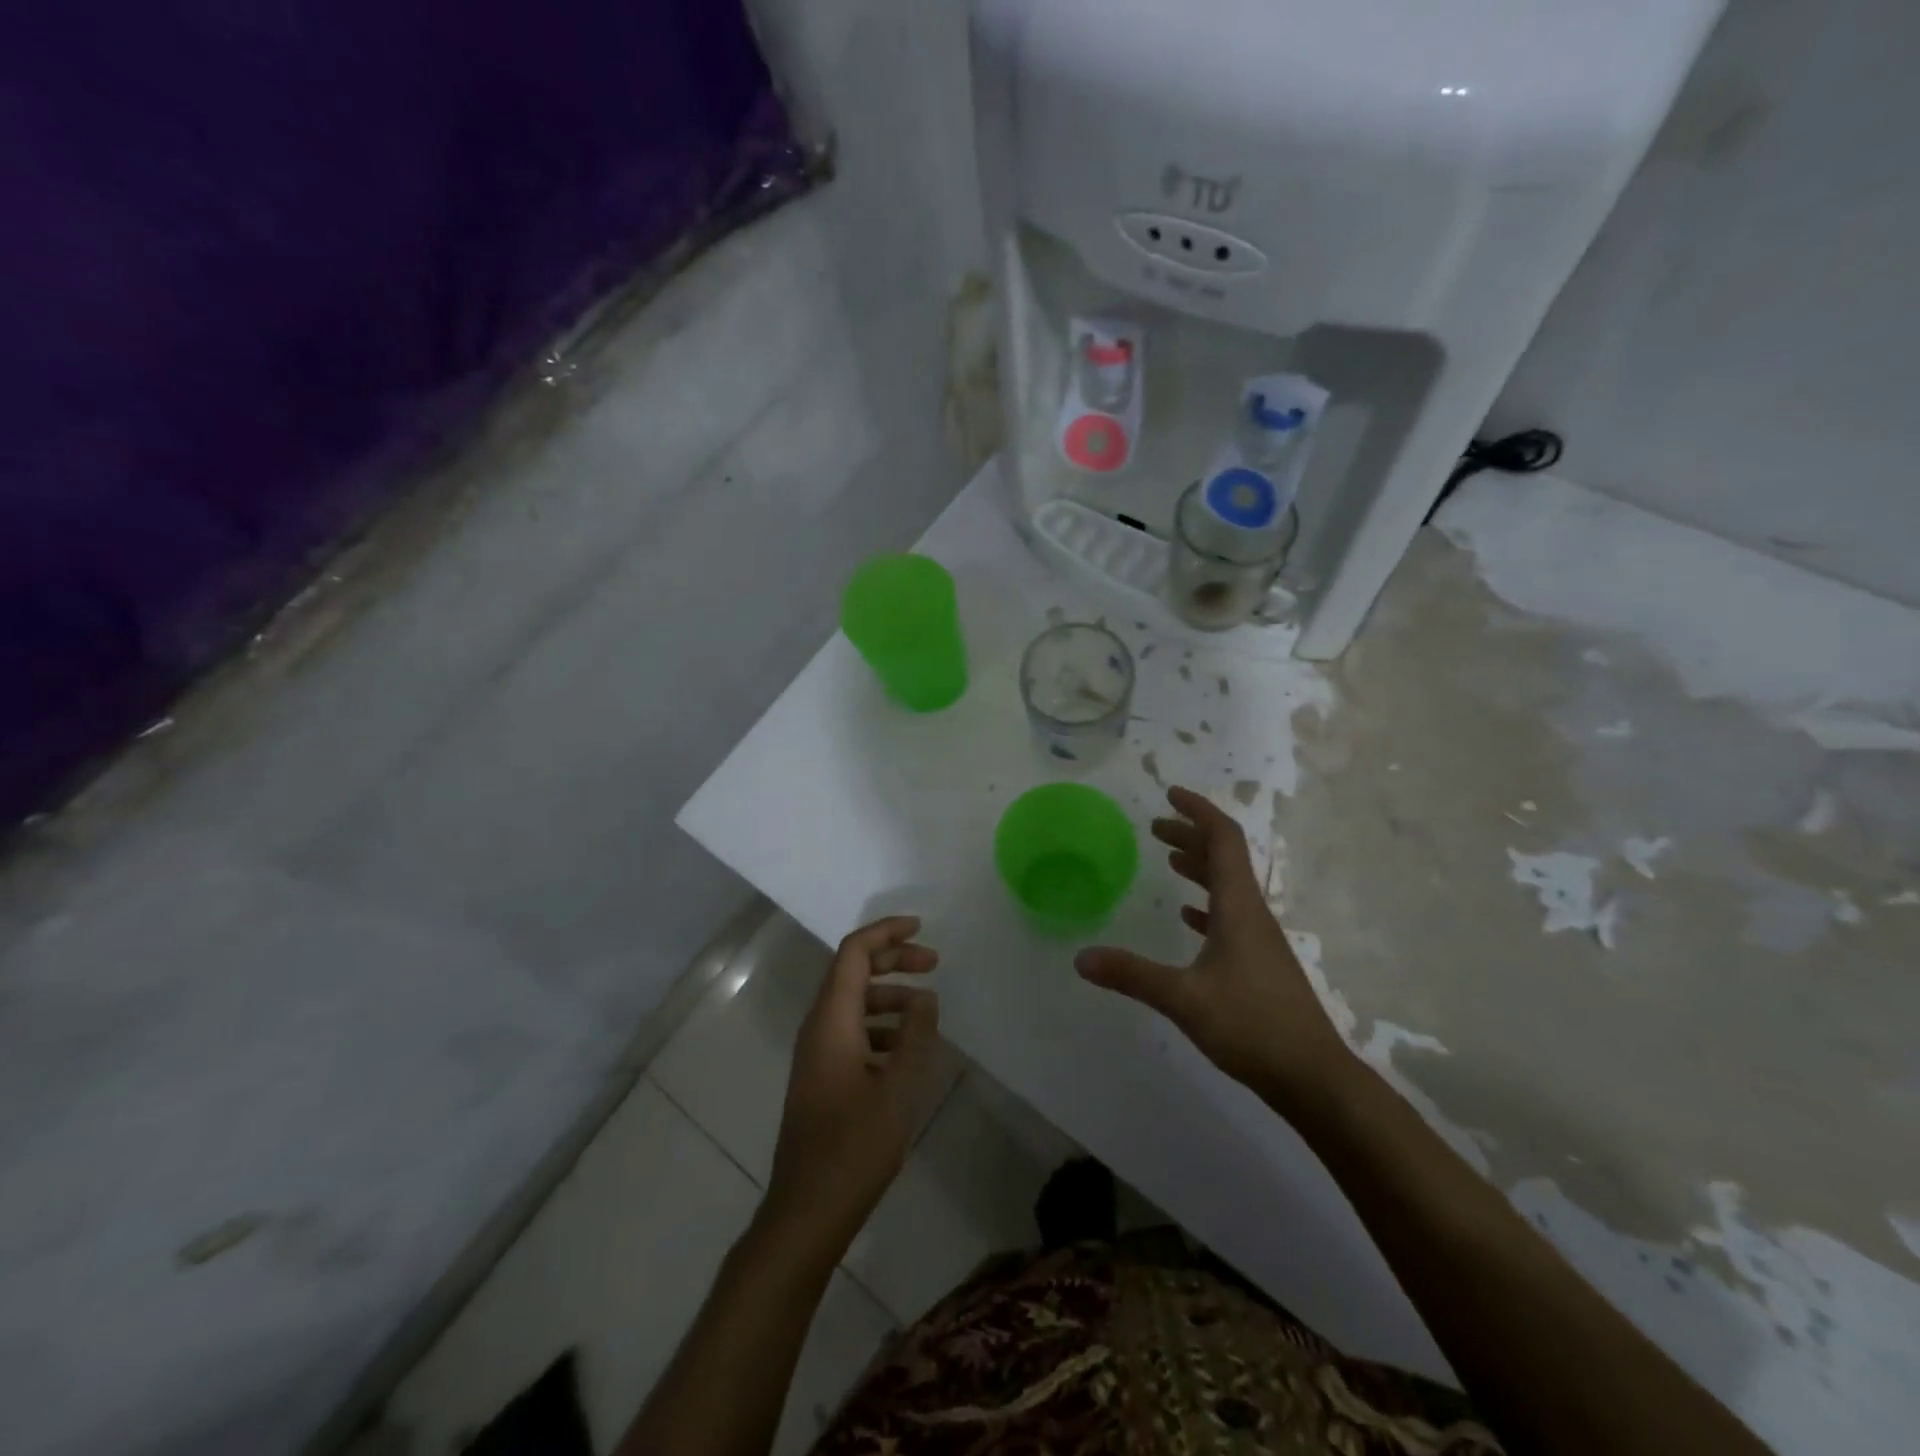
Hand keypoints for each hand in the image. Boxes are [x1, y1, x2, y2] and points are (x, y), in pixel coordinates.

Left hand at [763, 916, 943, 1251]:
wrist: (805, 1211)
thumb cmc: (853, 1148)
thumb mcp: (897, 1088)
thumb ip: (914, 1036)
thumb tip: (925, 997)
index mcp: (832, 1020)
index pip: (854, 953)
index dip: (886, 933)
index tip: (921, 927)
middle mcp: (818, 1028)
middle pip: (852, 972)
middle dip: (893, 960)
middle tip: (934, 963)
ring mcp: (816, 1054)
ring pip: (854, 1004)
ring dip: (890, 996)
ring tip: (928, 1010)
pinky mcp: (821, 1078)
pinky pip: (852, 1032)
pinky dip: (880, 1027)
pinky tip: (907, 1049)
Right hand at [1075, 786, 1350, 1103]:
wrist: (1313, 1077)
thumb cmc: (1252, 1026)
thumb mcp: (1184, 998)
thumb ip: (1132, 975)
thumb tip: (1080, 958)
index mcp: (1239, 907)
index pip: (1224, 840)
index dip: (1198, 812)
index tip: (1170, 795)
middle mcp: (1252, 914)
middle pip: (1225, 858)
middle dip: (1191, 836)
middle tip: (1156, 827)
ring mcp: (1259, 939)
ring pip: (1227, 887)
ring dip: (1199, 866)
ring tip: (1168, 858)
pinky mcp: (1259, 963)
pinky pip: (1230, 917)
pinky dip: (1206, 904)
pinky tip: (1188, 917)